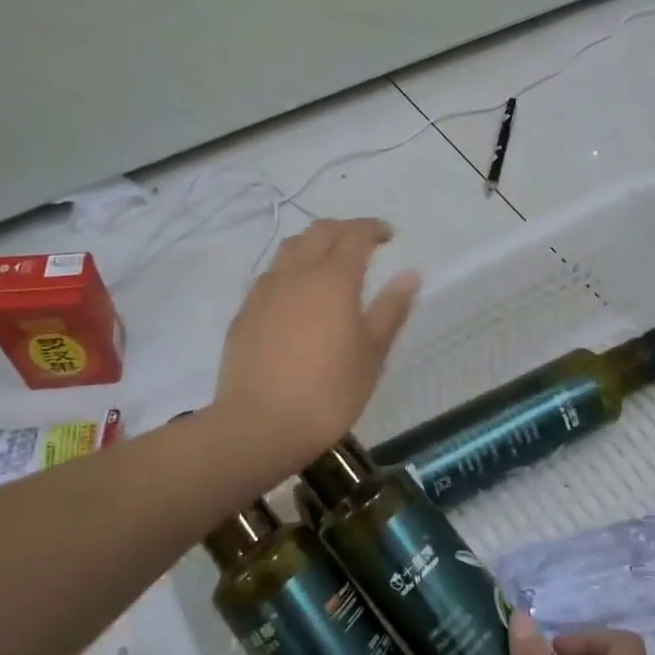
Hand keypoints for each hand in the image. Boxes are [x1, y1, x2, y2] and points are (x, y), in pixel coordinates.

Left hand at [212, 218, 419, 479]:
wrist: (260, 426)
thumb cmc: (329, 392)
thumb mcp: (372, 354)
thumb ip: (391, 309)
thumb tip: (410, 274)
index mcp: (334, 279)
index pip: (354, 235)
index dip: (373, 228)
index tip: (388, 236)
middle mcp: (297, 274)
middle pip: (319, 232)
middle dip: (343, 230)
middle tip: (362, 244)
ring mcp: (265, 291)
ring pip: (290, 249)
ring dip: (313, 245)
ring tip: (328, 264)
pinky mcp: (244, 313)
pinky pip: (271, 276)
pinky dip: (290, 271)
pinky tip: (296, 296)